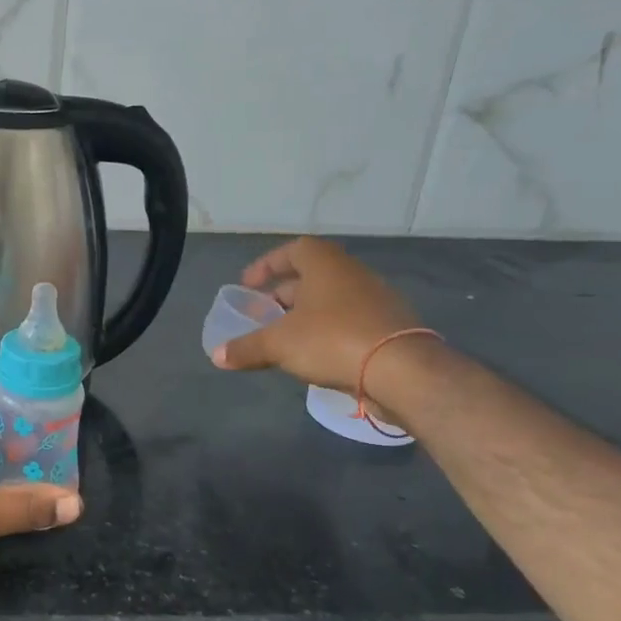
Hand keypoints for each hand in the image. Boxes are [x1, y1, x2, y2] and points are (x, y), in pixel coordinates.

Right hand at [211, 237, 421, 392]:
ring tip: (283, 338)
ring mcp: (376, 300)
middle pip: (310, 277)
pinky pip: (348, 321)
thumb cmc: (332, 340)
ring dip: (304, 315)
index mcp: (326, 265)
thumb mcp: (278, 344)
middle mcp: (352, 274)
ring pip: (330, 301)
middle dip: (282, 296)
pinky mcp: (389, 327)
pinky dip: (327, 332)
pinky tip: (314, 355)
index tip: (248, 286)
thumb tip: (217, 356)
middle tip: (261, 316)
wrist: (403, 371)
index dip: (267, 265)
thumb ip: (246, 347)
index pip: (294, 250)